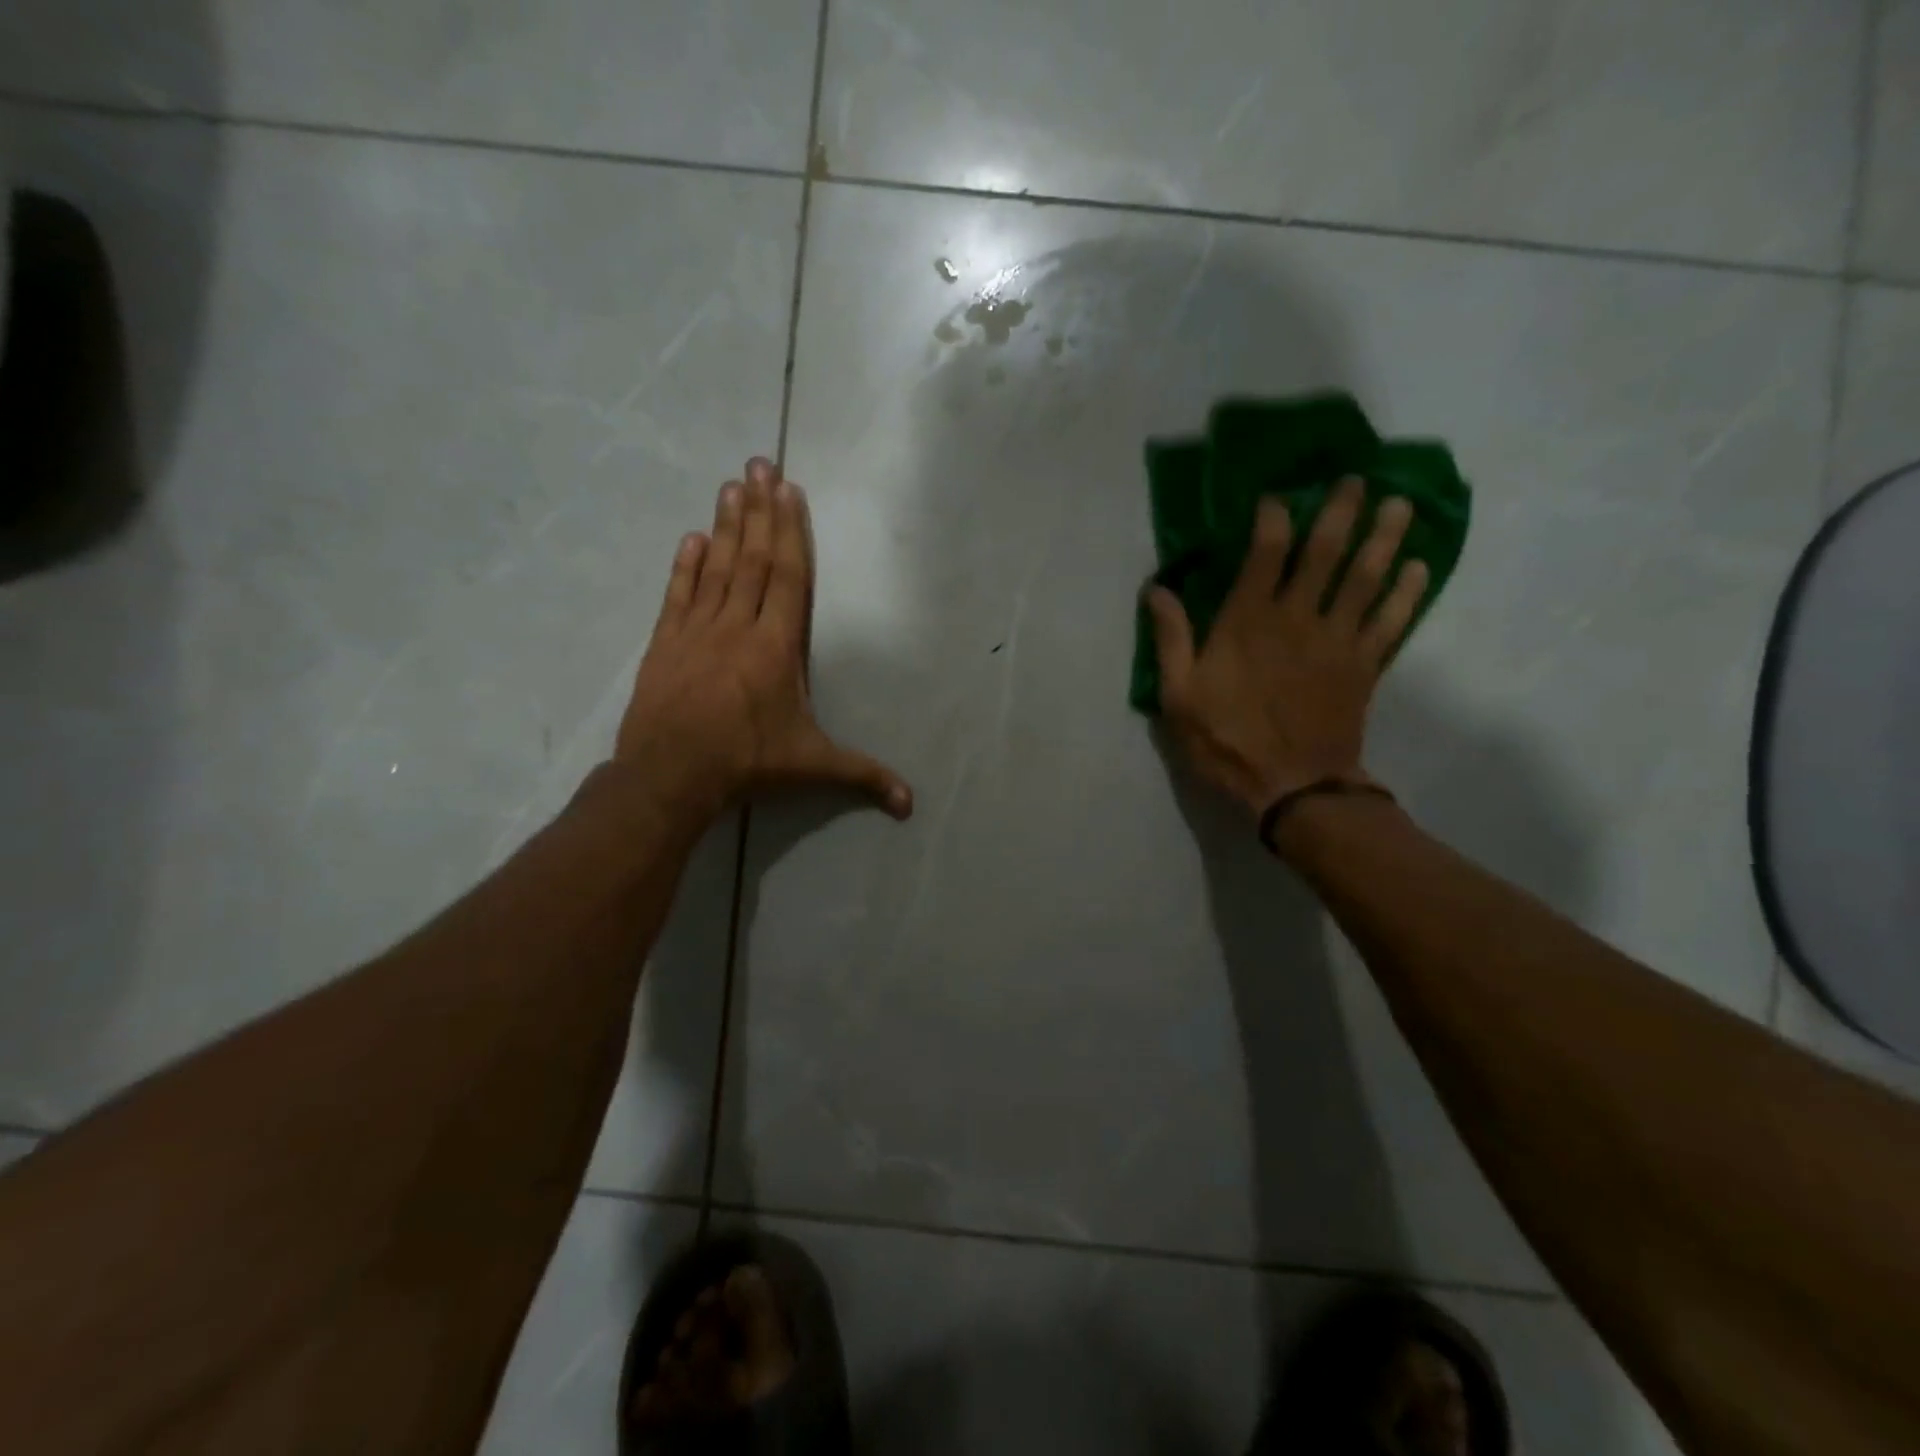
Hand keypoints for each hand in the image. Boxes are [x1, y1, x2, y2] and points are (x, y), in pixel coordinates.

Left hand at [615, 458, 912, 823]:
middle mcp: (738, 626)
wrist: (670, 776)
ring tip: (730, 486)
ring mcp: (697, 632)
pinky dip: (685, 565)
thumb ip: (863, 775)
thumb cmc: (747, 763)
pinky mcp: (664, 644)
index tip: (788, 491)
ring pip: (716, 568)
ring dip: (726, 526)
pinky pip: (678, 595)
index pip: (788, 577)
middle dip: (759, 510)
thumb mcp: (813, 767)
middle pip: (753, 559)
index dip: (790, 532)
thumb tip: (910, 804)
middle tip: (759, 464)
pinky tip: (691, 537)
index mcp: (777, 646)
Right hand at [1144, 476, 1426, 818]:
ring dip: (1384, 538)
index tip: (1277, 496)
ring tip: (1399, 505)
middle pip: (1326, 553)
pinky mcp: (1365, 665)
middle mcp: (1298, 618)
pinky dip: (1408, 593)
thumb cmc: (1227, 740)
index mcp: (1249, 621)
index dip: (1274, 517)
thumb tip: (1156, 589)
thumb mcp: (1179, 696)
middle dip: (1342, 512)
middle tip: (1358, 480)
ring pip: (1367, 578)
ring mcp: (1338, 640)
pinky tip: (1419, 567)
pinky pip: (1392, 620)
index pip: (1267, 552)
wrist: (1292, 786)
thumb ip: (1171, 639)